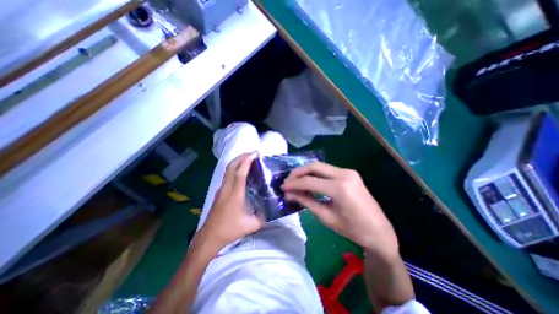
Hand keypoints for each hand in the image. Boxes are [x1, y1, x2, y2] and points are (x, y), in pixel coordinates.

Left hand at [198, 150, 265, 251]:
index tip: (255, 153)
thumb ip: (264, 216)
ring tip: (248, 159)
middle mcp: (226, 188)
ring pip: (227, 170)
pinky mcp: (219, 192)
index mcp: (235, 194)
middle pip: (231, 167)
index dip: (247, 161)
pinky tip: (241, 171)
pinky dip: (234, 168)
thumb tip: (272, 208)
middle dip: (242, 157)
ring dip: (237, 161)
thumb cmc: (230, 230)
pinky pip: (227, 175)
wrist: (209, 236)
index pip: (240, 172)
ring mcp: (221, 189)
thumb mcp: (252, 225)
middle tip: (253, 153)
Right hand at [285, 164, 396, 260]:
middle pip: (314, 166)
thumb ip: (306, 201)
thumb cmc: (352, 229)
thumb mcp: (326, 217)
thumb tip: (289, 193)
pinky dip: (315, 174)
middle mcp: (344, 174)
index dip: (294, 184)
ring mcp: (348, 171)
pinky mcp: (349, 173)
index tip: (283, 187)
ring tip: (296, 181)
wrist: (379, 230)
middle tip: (288, 181)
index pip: (309, 181)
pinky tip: (309, 181)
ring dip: (306, 172)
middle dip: (298, 172)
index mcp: (339, 188)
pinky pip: (327, 170)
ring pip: (320, 166)